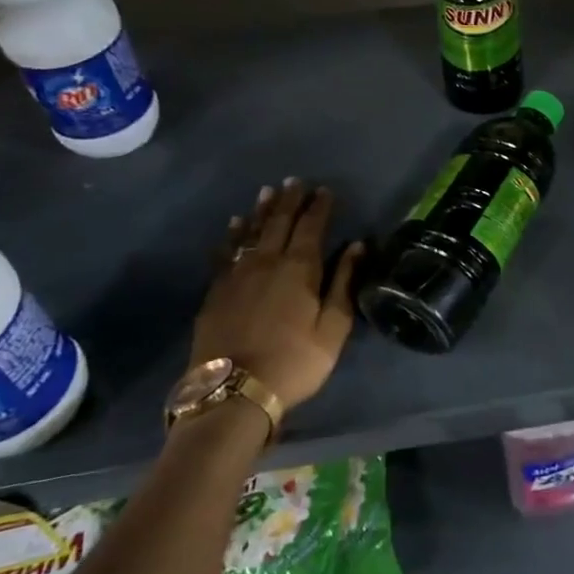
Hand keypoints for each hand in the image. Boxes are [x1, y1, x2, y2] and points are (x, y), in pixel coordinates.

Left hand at [190, 179, 364, 413]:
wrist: (233, 392)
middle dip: (290, 199)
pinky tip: (235, 224)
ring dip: (262, 210)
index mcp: (300, 268)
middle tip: (296, 181)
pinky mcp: (215, 291)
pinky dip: (233, 234)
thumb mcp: (333, 328)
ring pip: (251, 232)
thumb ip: (344, 282)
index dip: (320, 206)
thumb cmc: (294, 361)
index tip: (325, 190)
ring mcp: (236, 275)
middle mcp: (266, 262)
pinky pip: (225, 252)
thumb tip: (357, 245)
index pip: (312, 226)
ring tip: (268, 191)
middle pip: (279, 222)